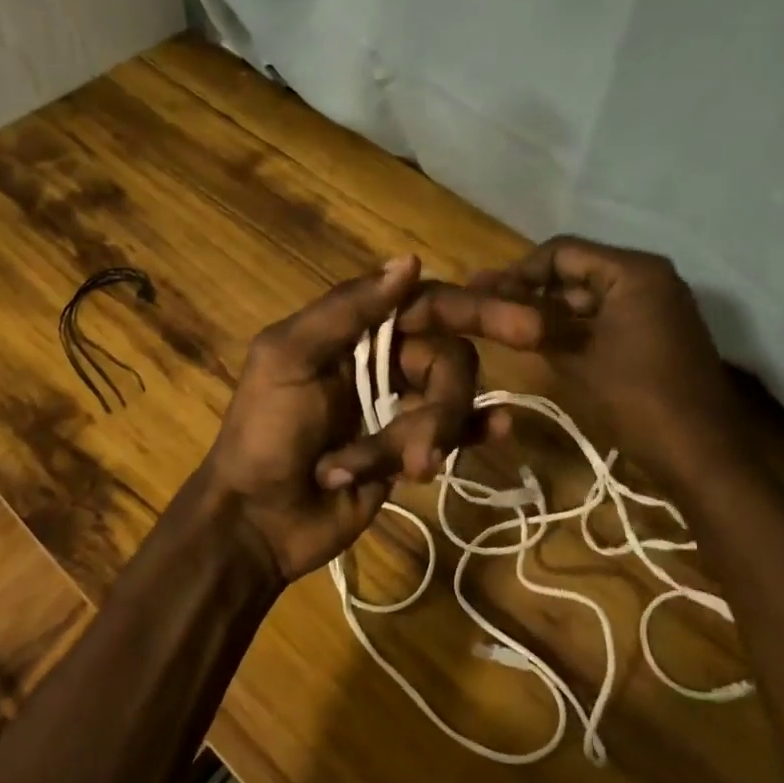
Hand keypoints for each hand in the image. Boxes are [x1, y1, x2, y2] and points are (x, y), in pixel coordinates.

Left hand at [198, 255, 503, 583]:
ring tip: (400, 472)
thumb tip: (410, 261)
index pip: (428, 304)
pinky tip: (498, 432)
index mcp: (354, 331)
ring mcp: (399, 406)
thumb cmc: (265, 434)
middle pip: (449, 359)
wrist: (257, 521)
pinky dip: (476, 431)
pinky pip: (455, 433)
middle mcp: (382, 360)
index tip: (526, 327)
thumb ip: (347, 309)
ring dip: (427, 438)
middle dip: (442, 404)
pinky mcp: (409, 449)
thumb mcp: (289, 359)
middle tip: (417, 451)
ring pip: (451, 401)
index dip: (477, 309)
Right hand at [443, 236, 754, 487]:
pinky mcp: (659, 331)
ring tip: (508, 325)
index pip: (562, 252)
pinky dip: (577, 326)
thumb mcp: (574, 358)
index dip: (518, 271)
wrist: (700, 454)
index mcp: (633, 272)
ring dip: (552, 310)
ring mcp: (659, 304)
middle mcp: (650, 277)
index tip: (483, 293)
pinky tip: (542, 341)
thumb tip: (490, 298)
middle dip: (533, 290)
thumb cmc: (635, 399)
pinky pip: (608, 315)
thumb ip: (533, 322)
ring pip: (591, 295)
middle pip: (577, 270)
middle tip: (489, 306)